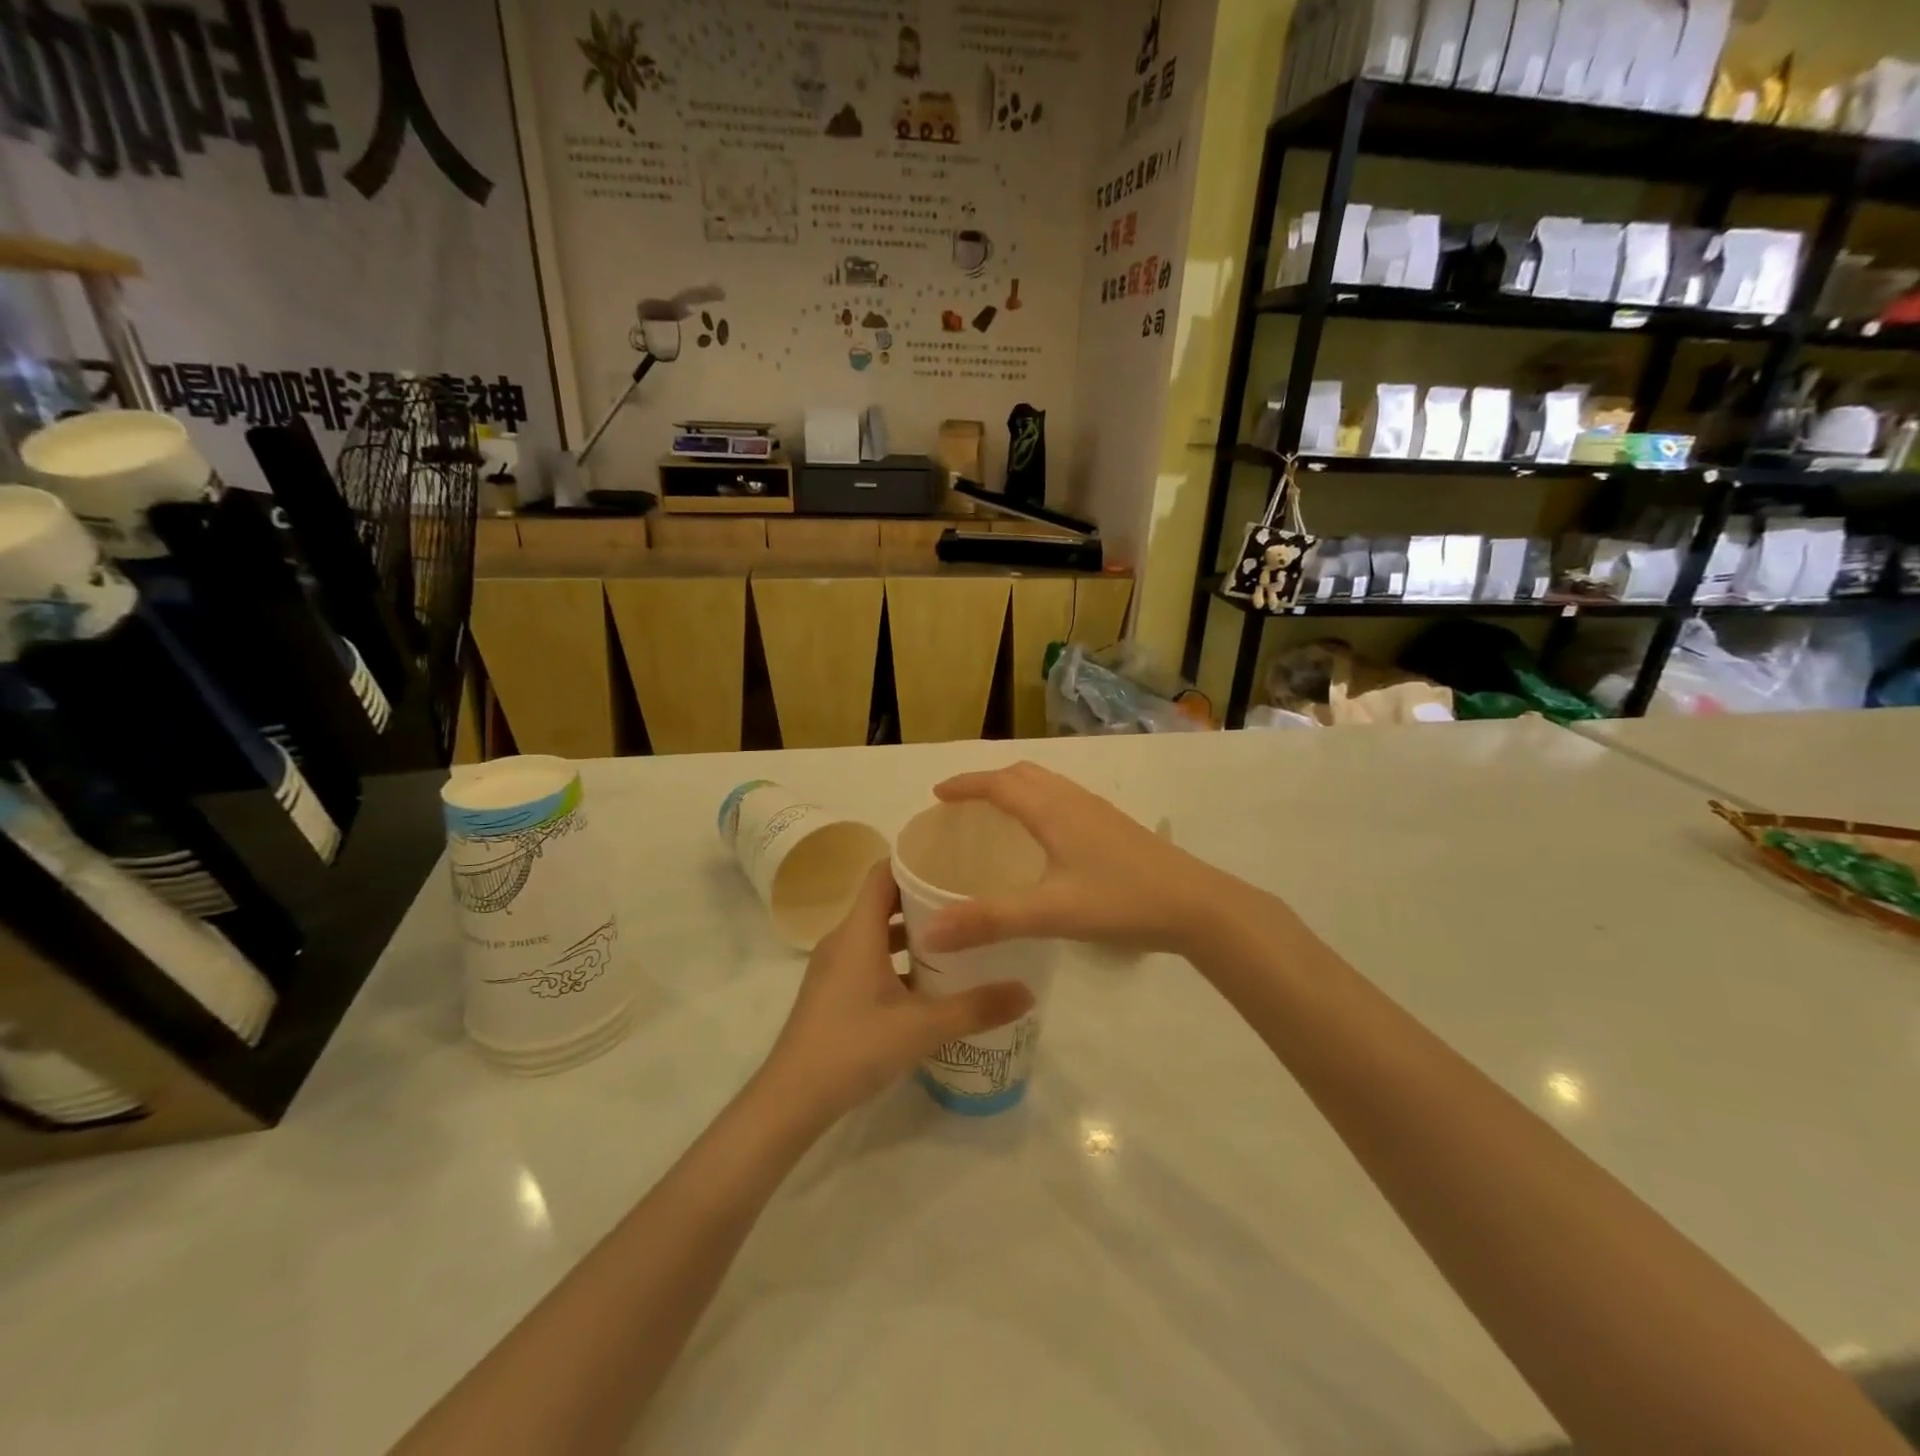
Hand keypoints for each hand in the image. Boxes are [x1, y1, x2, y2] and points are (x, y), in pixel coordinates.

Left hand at [758, 862, 1034, 1125]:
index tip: (954, 860)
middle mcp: (843, 940)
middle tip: (967, 899)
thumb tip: (1028, 991)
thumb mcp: (922, 1027)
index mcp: (858, 932)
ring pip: (877, 934)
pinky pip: (869, 960)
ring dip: (911, 933)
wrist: (791, 1100)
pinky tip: (928, 984)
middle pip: (883, 901)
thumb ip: (976, 1007)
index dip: (915, 860)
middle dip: (923, 898)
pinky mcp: (833, 993)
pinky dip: (897, 961)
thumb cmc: (854, 1046)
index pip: (883, 873)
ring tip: (955, 938)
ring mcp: (834, 968)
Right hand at [920, 762, 1221, 957]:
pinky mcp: (1115, 827)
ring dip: (1016, 789)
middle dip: (989, 781)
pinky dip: (1040, 803)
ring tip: (998, 816)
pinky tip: (1046, 840)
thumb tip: (929, 932)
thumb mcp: (1050, 913)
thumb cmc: (1121, 902)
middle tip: (963, 805)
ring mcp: (1099, 812)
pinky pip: (1065, 800)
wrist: (1198, 905)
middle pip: (1023, 774)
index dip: (966, 784)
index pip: (999, 784)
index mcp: (1053, 811)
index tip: (938, 794)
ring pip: (1048, 785)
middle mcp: (1074, 801)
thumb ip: (989, 921)